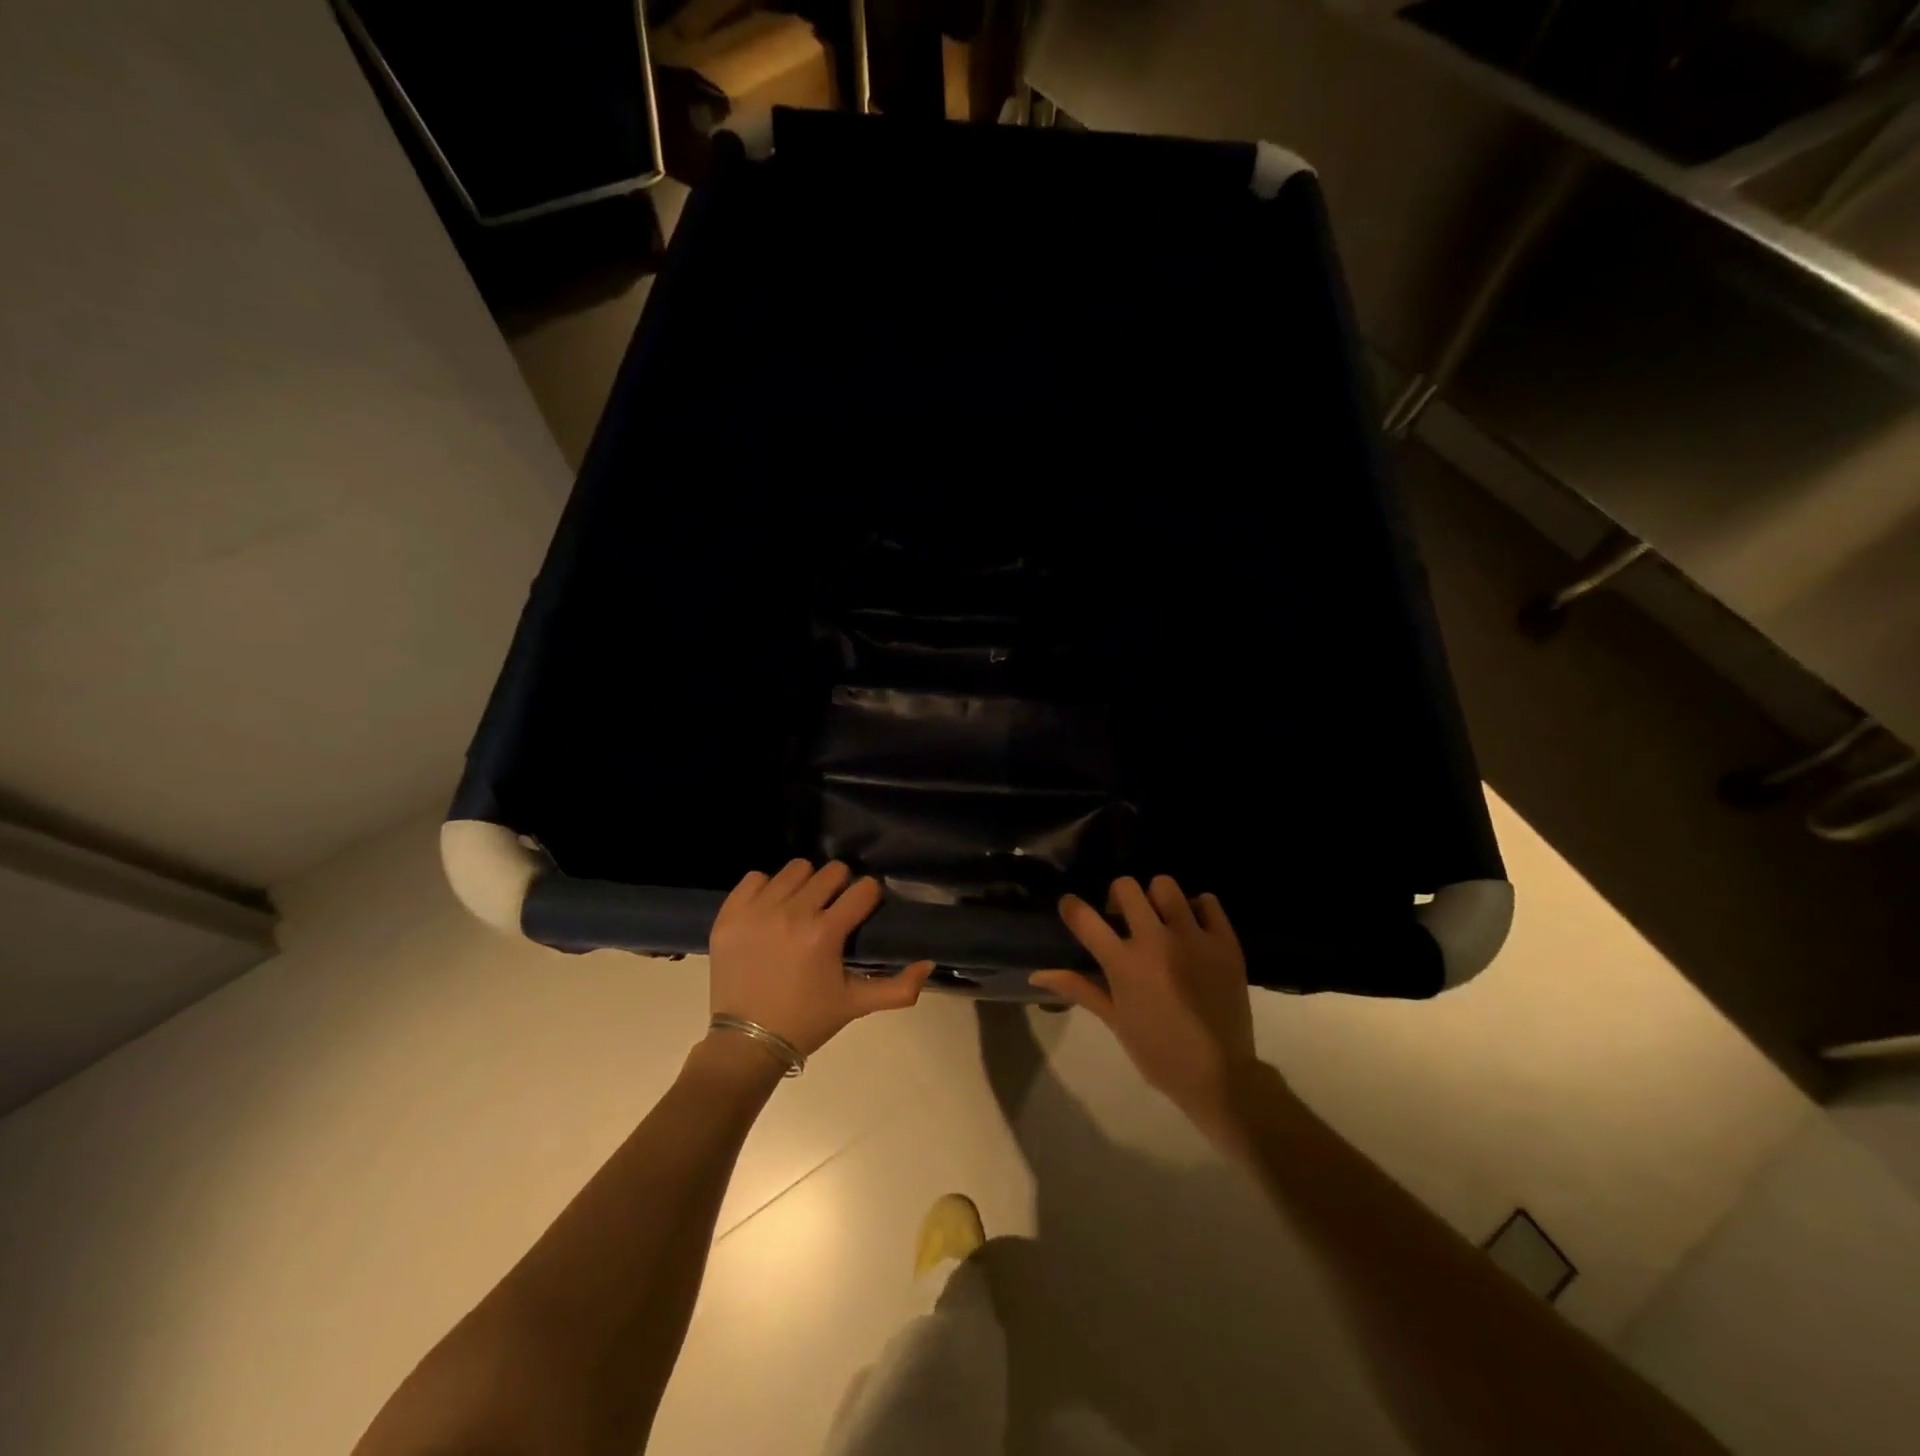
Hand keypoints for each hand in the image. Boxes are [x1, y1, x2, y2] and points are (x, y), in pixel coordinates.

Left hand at [708, 859, 933, 1057]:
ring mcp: (757, 911)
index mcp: (825, 933)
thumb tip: (928, 964)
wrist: (746, 1042)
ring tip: (802, 907)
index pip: (863, 889)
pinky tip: (771, 910)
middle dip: (840, 887)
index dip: (869, 897)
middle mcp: (792, 913)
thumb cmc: (806, 1021)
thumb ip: (898, 988)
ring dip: (805, 884)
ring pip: (795, 869)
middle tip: (834, 910)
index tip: (864, 909)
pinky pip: (755, 878)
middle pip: (831, 871)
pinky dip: (766, 889)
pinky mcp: (730, 914)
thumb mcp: (855, 1005)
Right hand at [1031, 876, 1258, 1133]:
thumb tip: (1036, 975)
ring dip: (1157, 899)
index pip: (1084, 918)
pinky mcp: (1225, 942)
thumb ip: (1078, 988)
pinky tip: (1193, 928)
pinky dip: (1197, 909)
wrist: (1219, 1075)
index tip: (1071, 908)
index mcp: (1124, 963)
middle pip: (1126, 887)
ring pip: (1165, 886)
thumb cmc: (1158, 1053)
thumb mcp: (1114, 1021)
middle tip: (1122, 916)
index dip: (1071, 907)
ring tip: (1161, 920)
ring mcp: (1193, 938)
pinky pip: (1208, 901)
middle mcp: (1156, 941)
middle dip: (1118, 897)